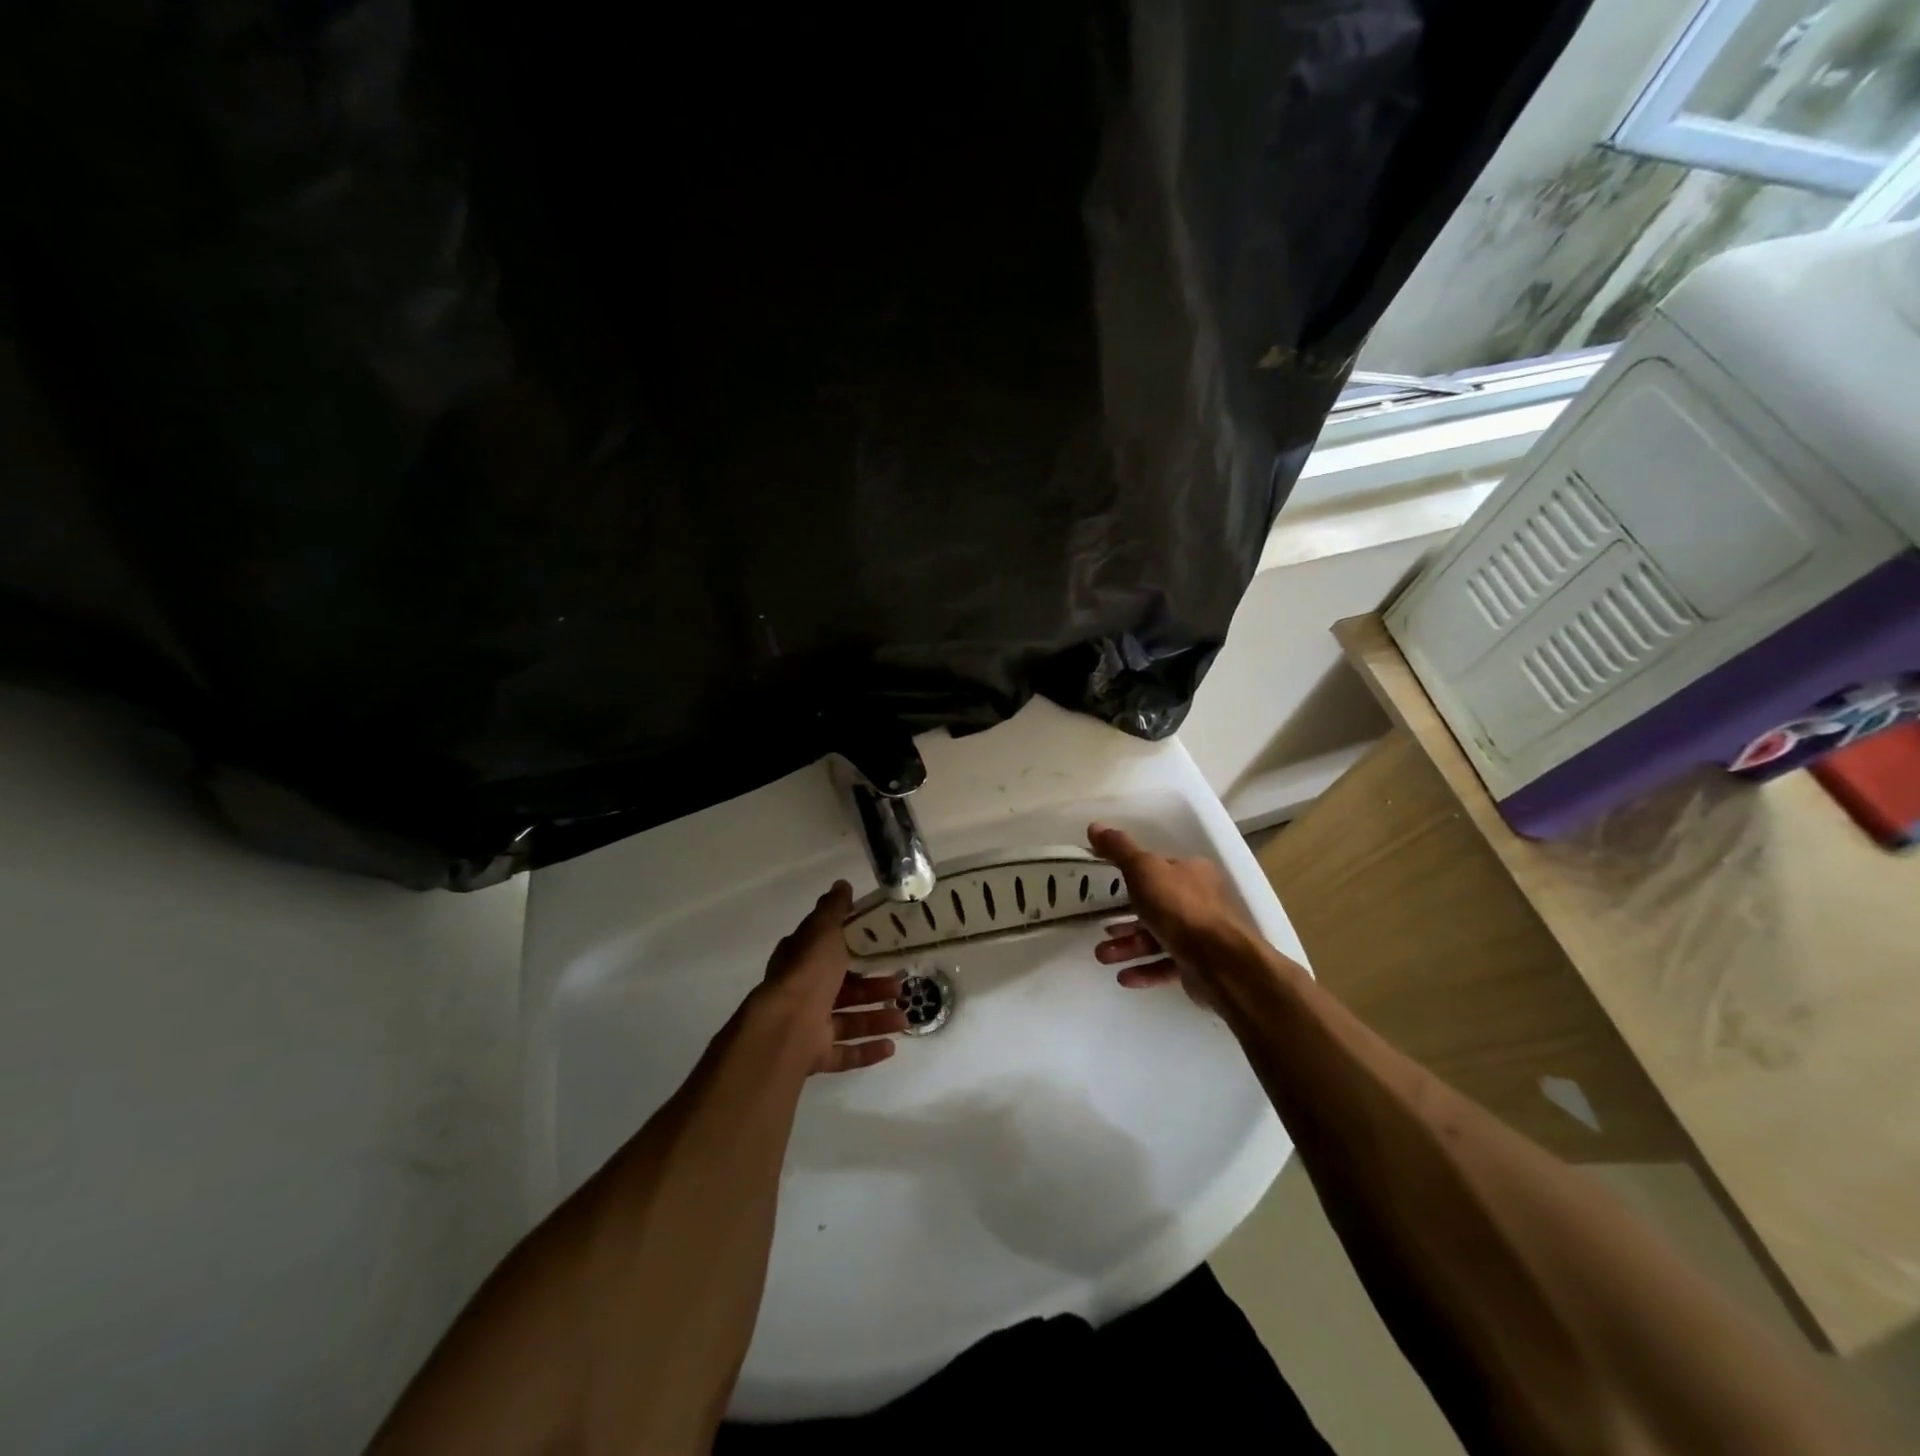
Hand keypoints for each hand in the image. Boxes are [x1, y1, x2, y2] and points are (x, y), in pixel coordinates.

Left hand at [759, 881, 909, 1073]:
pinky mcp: (815, 1056)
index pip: (826, 950)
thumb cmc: (808, 973)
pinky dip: (867, 1050)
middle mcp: (802, 993)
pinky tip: (891, 1048)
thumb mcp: (823, 931)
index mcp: (801, 961)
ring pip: (847, 1021)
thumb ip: (834, 910)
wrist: (786, 1028)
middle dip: (873, 988)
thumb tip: (842, 884)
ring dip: (877, 1018)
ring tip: (905, 1018)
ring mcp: (807, 1027)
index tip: (879, 947)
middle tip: (900, 985)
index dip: (851, 948)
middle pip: (842, 988)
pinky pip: (845, 1053)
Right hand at [1088, 824, 1254, 1004]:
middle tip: (1102, 931)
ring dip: (1128, 947)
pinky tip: (1123, 978)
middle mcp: (1200, 901)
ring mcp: (1201, 935)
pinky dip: (1144, 969)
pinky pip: (1166, 965)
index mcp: (1192, 873)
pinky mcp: (1199, 965)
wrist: (1219, 961)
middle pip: (1155, 907)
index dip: (1133, 878)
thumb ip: (1119, 850)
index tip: (1108, 890)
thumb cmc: (1179, 907)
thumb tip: (1095, 826)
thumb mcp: (1143, 869)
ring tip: (1103, 957)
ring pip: (1157, 938)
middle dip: (1124, 921)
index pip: (1159, 870)